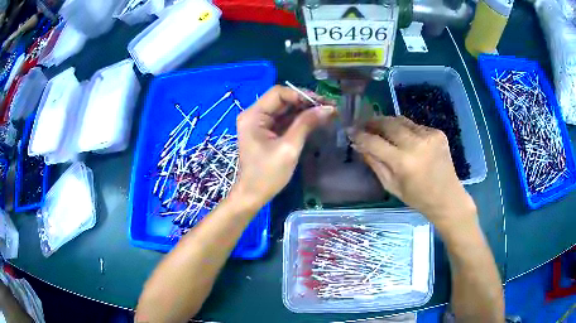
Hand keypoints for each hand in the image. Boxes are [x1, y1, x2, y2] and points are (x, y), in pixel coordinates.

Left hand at [230, 85, 335, 206]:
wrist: (252, 195)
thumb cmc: (267, 175)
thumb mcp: (289, 148)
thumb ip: (306, 124)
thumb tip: (328, 108)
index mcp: (253, 115)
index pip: (279, 93)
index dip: (301, 95)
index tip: (322, 102)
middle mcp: (254, 115)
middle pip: (283, 100)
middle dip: (306, 102)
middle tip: (329, 107)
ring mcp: (260, 123)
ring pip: (285, 109)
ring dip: (305, 110)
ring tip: (327, 112)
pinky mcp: (266, 132)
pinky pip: (284, 120)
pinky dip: (299, 120)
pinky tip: (316, 120)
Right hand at [350, 116, 476, 231]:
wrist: (447, 197)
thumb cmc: (417, 198)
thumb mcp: (391, 186)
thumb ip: (375, 163)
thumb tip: (359, 145)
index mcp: (403, 162)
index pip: (374, 142)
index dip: (360, 135)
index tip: (350, 131)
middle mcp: (416, 144)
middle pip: (388, 123)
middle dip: (373, 122)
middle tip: (364, 124)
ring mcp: (429, 136)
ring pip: (402, 121)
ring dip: (389, 124)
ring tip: (381, 129)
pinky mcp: (438, 133)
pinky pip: (415, 126)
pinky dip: (406, 130)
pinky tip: (405, 139)